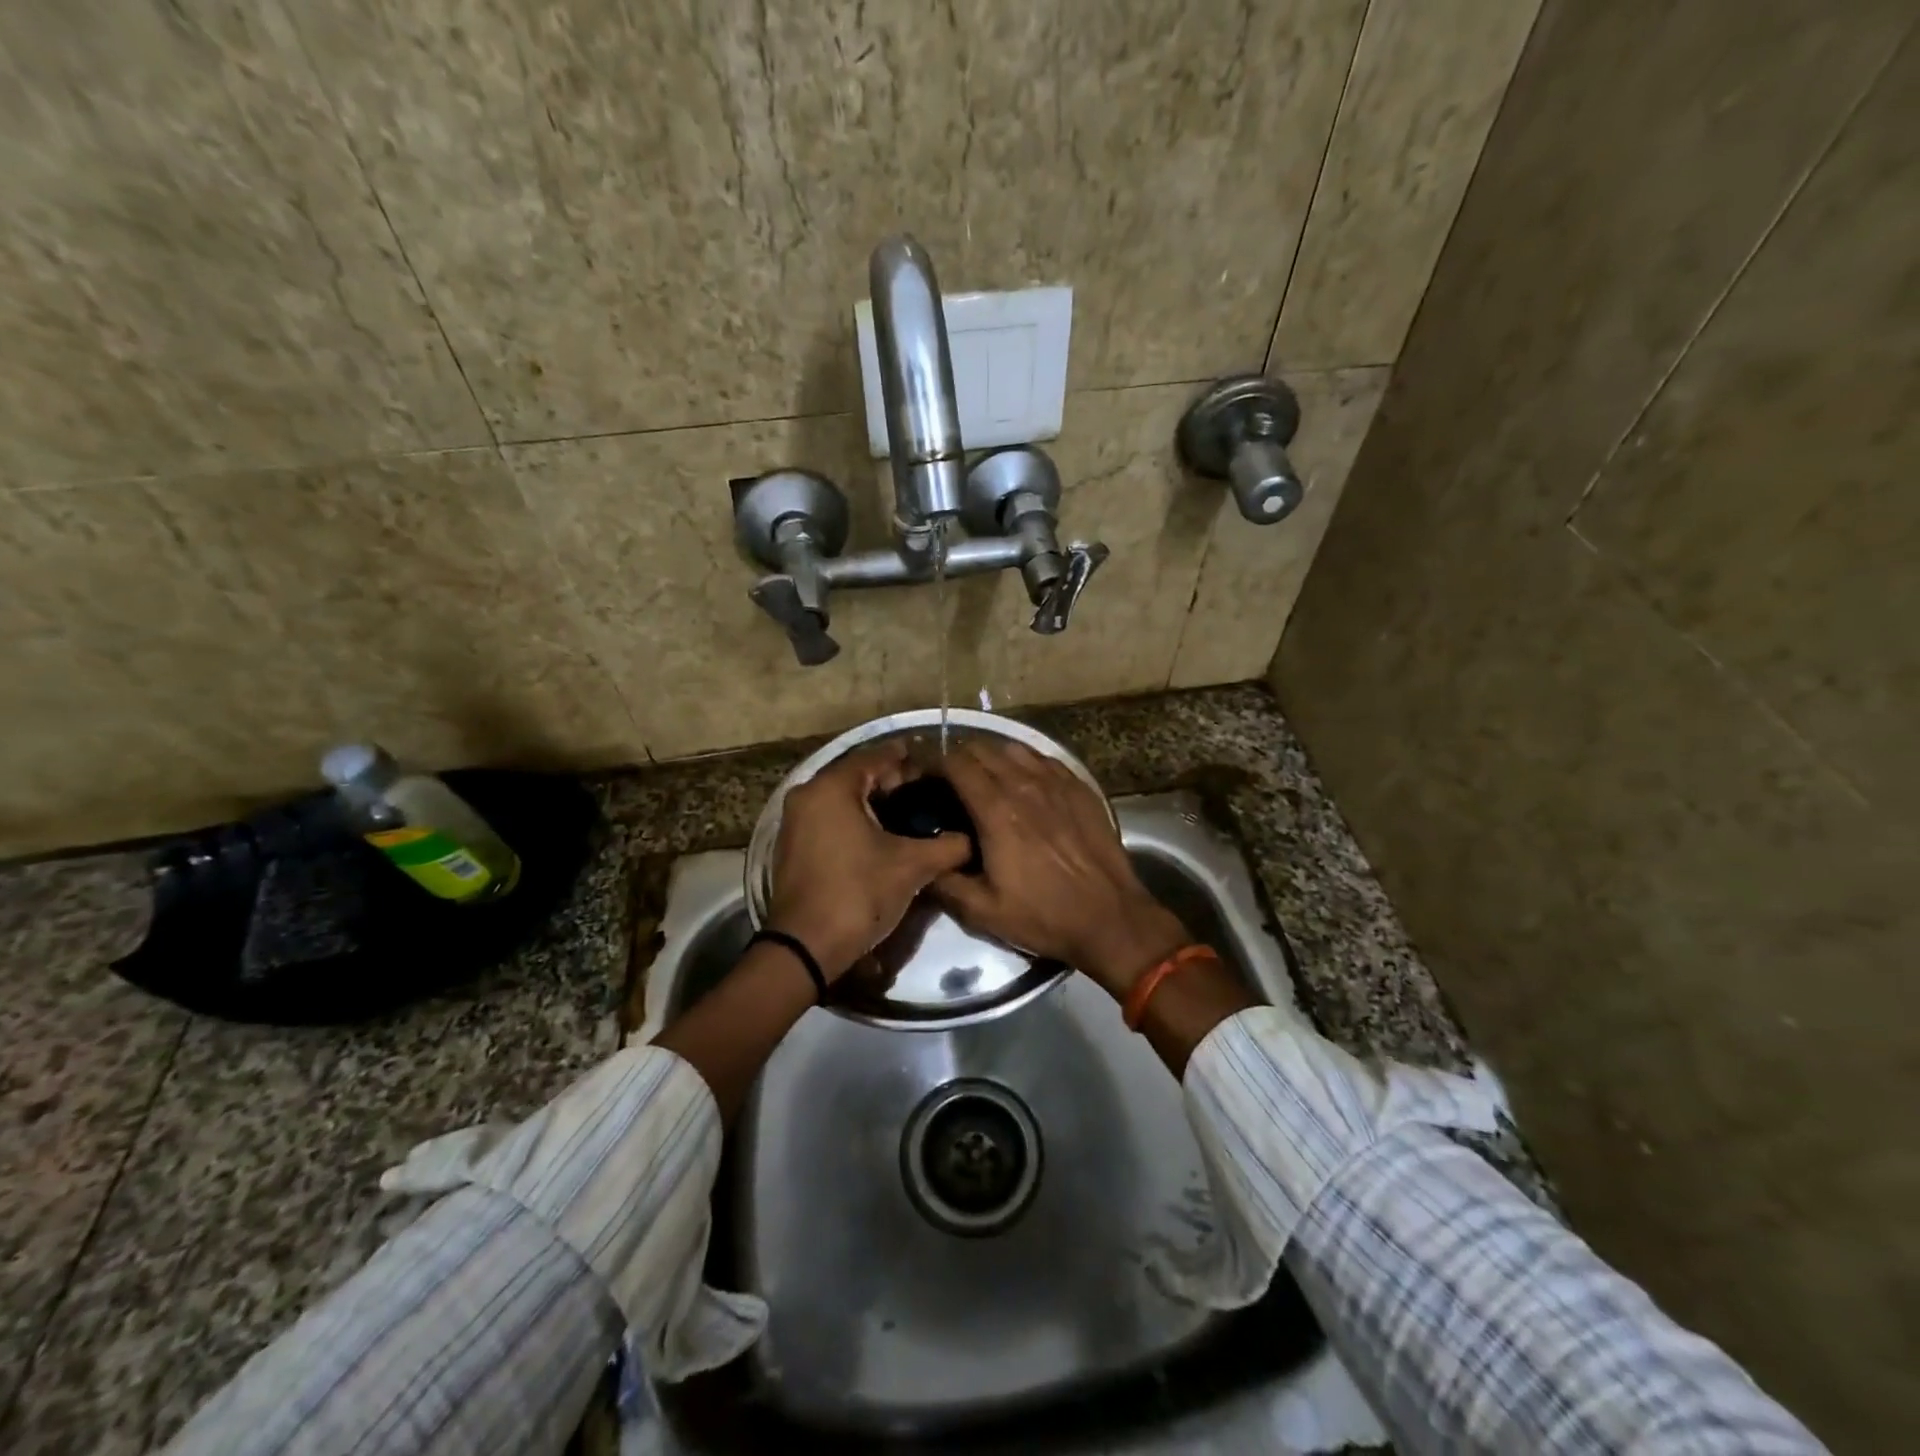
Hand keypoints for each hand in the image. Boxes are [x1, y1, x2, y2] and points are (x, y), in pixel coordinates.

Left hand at [768, 740, 974, 981]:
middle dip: (895, 783)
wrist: (806, 948)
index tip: (939, 767)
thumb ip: (947, 845)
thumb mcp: (912, 866)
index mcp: (832, 787)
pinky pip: (831, 820)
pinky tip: (884, 838)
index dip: (911, 761)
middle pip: (859, 776)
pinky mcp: (794, 847)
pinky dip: (857, 821)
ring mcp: (795, 822)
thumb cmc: (858, 893)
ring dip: (876, 804)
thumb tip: (971, 838)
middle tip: (931, 793)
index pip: (878, 757)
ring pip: (844, 800)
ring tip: (913, 816)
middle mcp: (807, 794)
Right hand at [933, 741, 1188, 999]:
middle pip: (983, 749)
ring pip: (1014, 748)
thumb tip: (924, 862)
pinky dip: (1025, 763)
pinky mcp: (1080, 787)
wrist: (1110, 917)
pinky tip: (1025, 782)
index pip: (957, 764)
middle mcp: (1024, 785)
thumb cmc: (1044, 915)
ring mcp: (1056, 783)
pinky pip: (1044, 759)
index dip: (935, 765)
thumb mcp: (983, 911)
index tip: (925, 779)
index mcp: (996, 810)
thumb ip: (945, 883)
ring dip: (993, 757)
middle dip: (960, 758)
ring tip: (986, 778)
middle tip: (951, 781)